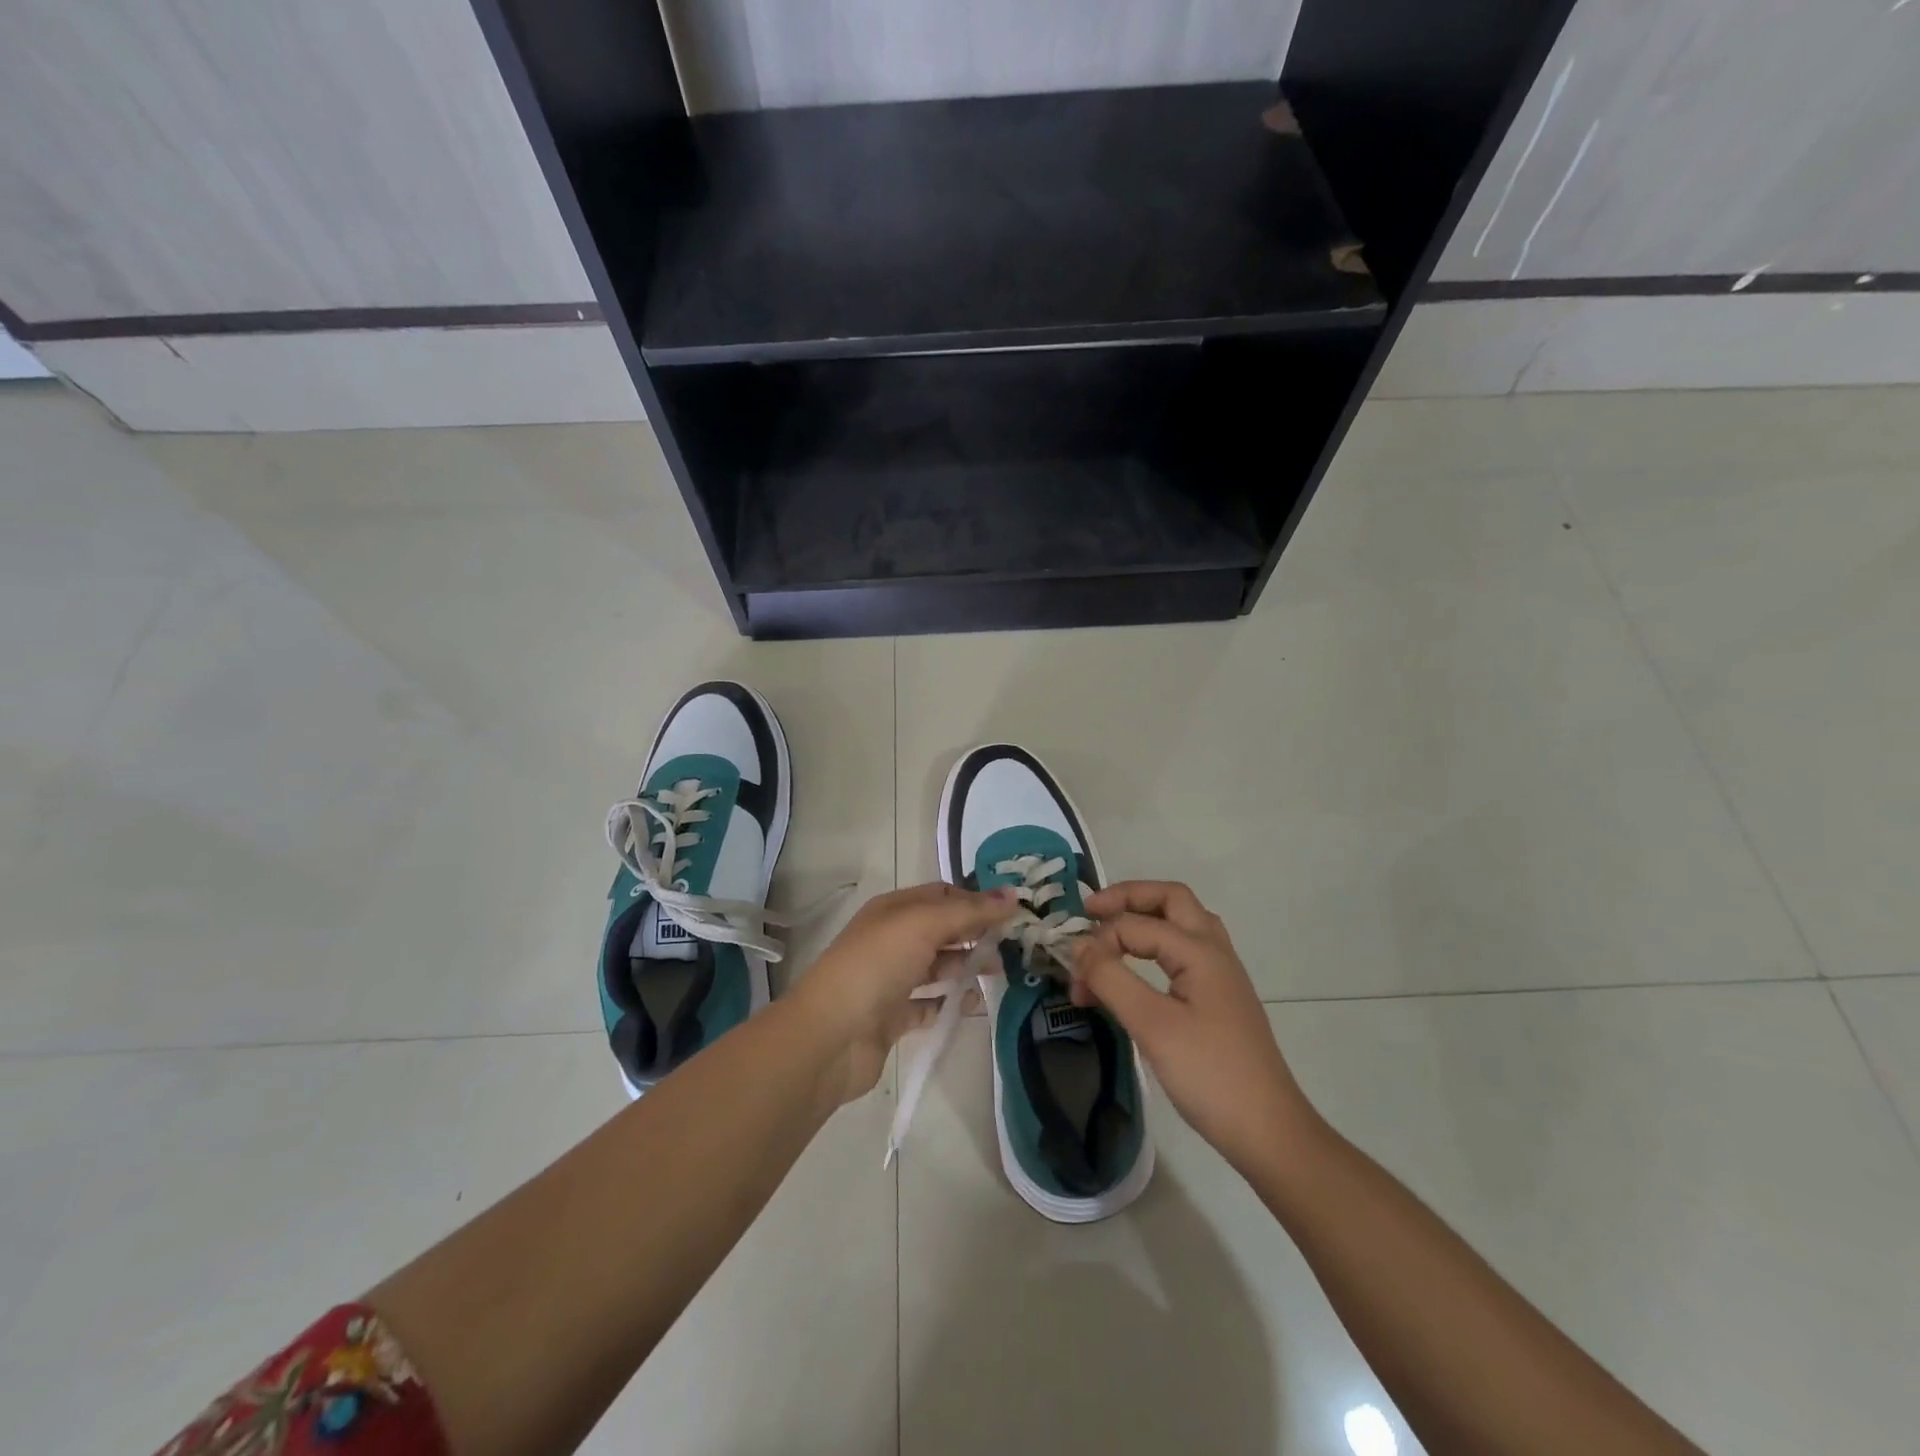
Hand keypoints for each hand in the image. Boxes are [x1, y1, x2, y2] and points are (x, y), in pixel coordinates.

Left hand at [788, 881, 1016, 1105]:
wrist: (830, 1036)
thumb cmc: (876, 966)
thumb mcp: (923, 925)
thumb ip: (969, 911)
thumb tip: (1013, 895)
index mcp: (894, 909)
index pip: (943, 895)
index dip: (976, 900)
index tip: (1013, 912)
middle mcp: (892, 939)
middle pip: (943, 930)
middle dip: (976, 934)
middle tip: (1012, 946)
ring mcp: (892, 979)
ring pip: (938, 967)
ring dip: (968, 967)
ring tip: (999, 974)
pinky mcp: (894, 1017)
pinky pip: (931, 1004)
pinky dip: (953, 1003)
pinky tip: (976, 1005)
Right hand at [1068, 881, 1315, 1171]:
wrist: (1268, 1131)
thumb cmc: (1209, 1075)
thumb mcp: (1152, 1026)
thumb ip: (1112, 979)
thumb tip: (1079, 947)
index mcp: (1200, 951)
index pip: (1137, 925)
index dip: (1100, 942)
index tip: (1074, 975)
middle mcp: (1214, 951)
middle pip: (1171, 899)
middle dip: (1128, 898)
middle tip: (1091, 912)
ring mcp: (1221, 974)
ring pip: (1181, 923)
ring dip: (1144, 918)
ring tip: (1110, 934)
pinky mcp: (1219, 998)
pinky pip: (1183, 952)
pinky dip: (1155, 947)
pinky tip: (1136, 971)